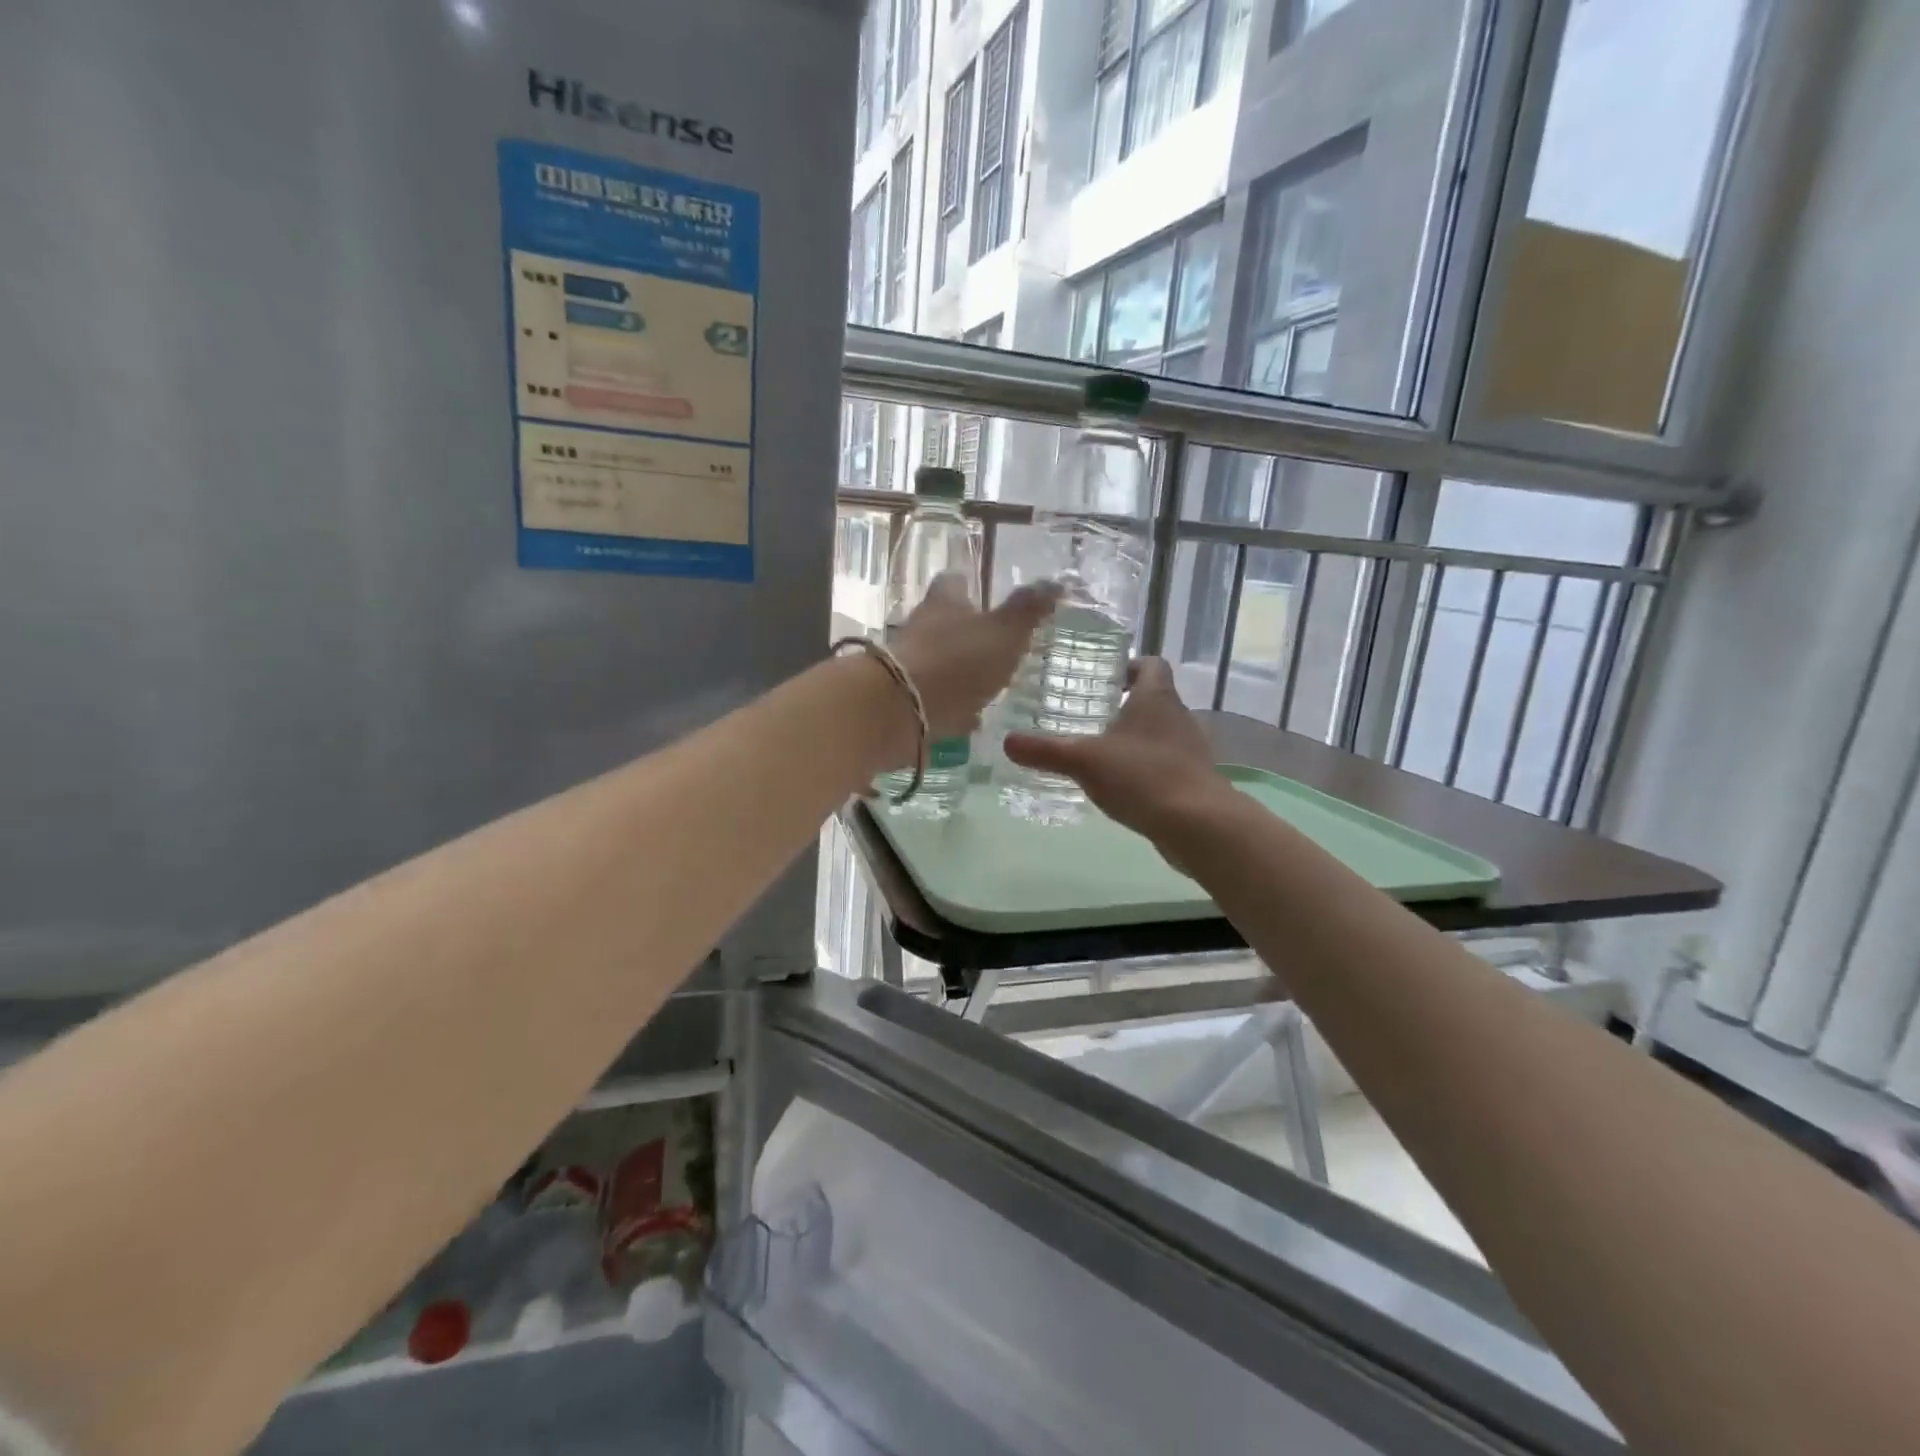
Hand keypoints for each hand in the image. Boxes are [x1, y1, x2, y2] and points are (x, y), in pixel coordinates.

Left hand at [888, 573, 1059, 744]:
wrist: (900, 711)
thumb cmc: (958, 662)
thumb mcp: (1005, 633)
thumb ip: (1028, 610)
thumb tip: (1056, 582)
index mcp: (944, 603)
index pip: (953, 581)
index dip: (967, 584)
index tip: (980, 589)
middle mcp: (920, 628)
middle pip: (942, 621)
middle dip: (964, 630)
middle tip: (992, 641)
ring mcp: (908, 665)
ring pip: (938, 660)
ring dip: (958, 668)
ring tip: (987, 681)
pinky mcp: (904, 700)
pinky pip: (933, 697)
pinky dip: (951, 704)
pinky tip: (970, 717)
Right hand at [1003, 658, 1230, 845]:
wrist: (1198, 824)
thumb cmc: (1142, 776)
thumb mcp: (1084, 761)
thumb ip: (1046, 751)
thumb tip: (1007, 742)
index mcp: (1156, 698)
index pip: (1151, 664)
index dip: (1130, 666)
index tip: (1105, 678)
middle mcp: (1178, 717)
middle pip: (1155, 699)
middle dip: (1126, 705)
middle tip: (1091, 716)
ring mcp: (1190, 750)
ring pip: (1161, 733)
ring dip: (1136, 739)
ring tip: (1102, 753)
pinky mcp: (1194, 780)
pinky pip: (1167, 764)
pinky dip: (1146, 768)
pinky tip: (1124, 786)